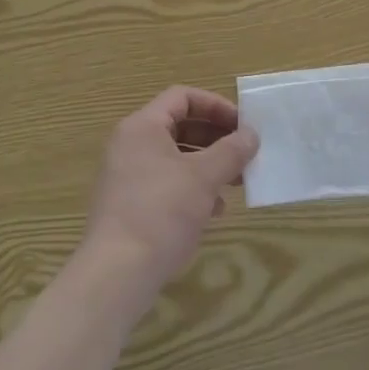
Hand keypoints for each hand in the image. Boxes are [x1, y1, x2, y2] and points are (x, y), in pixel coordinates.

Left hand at [79, 86, 257, 303]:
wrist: (117, 272)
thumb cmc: (161, 211)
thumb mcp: (204, 177)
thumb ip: (231, 151)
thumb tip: (251, 135)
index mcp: (142, 126)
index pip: (182, 97)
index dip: (216, 106)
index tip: (243, 126)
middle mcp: (130, 144)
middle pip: (179, 126)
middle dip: (215, 138)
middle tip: (244, 154)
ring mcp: (127, 175)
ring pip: (174, 157)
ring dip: (207, 165)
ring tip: (235, 183)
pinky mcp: (129, 204)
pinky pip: (165, 183)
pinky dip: (191, 188)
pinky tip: (213, 211)